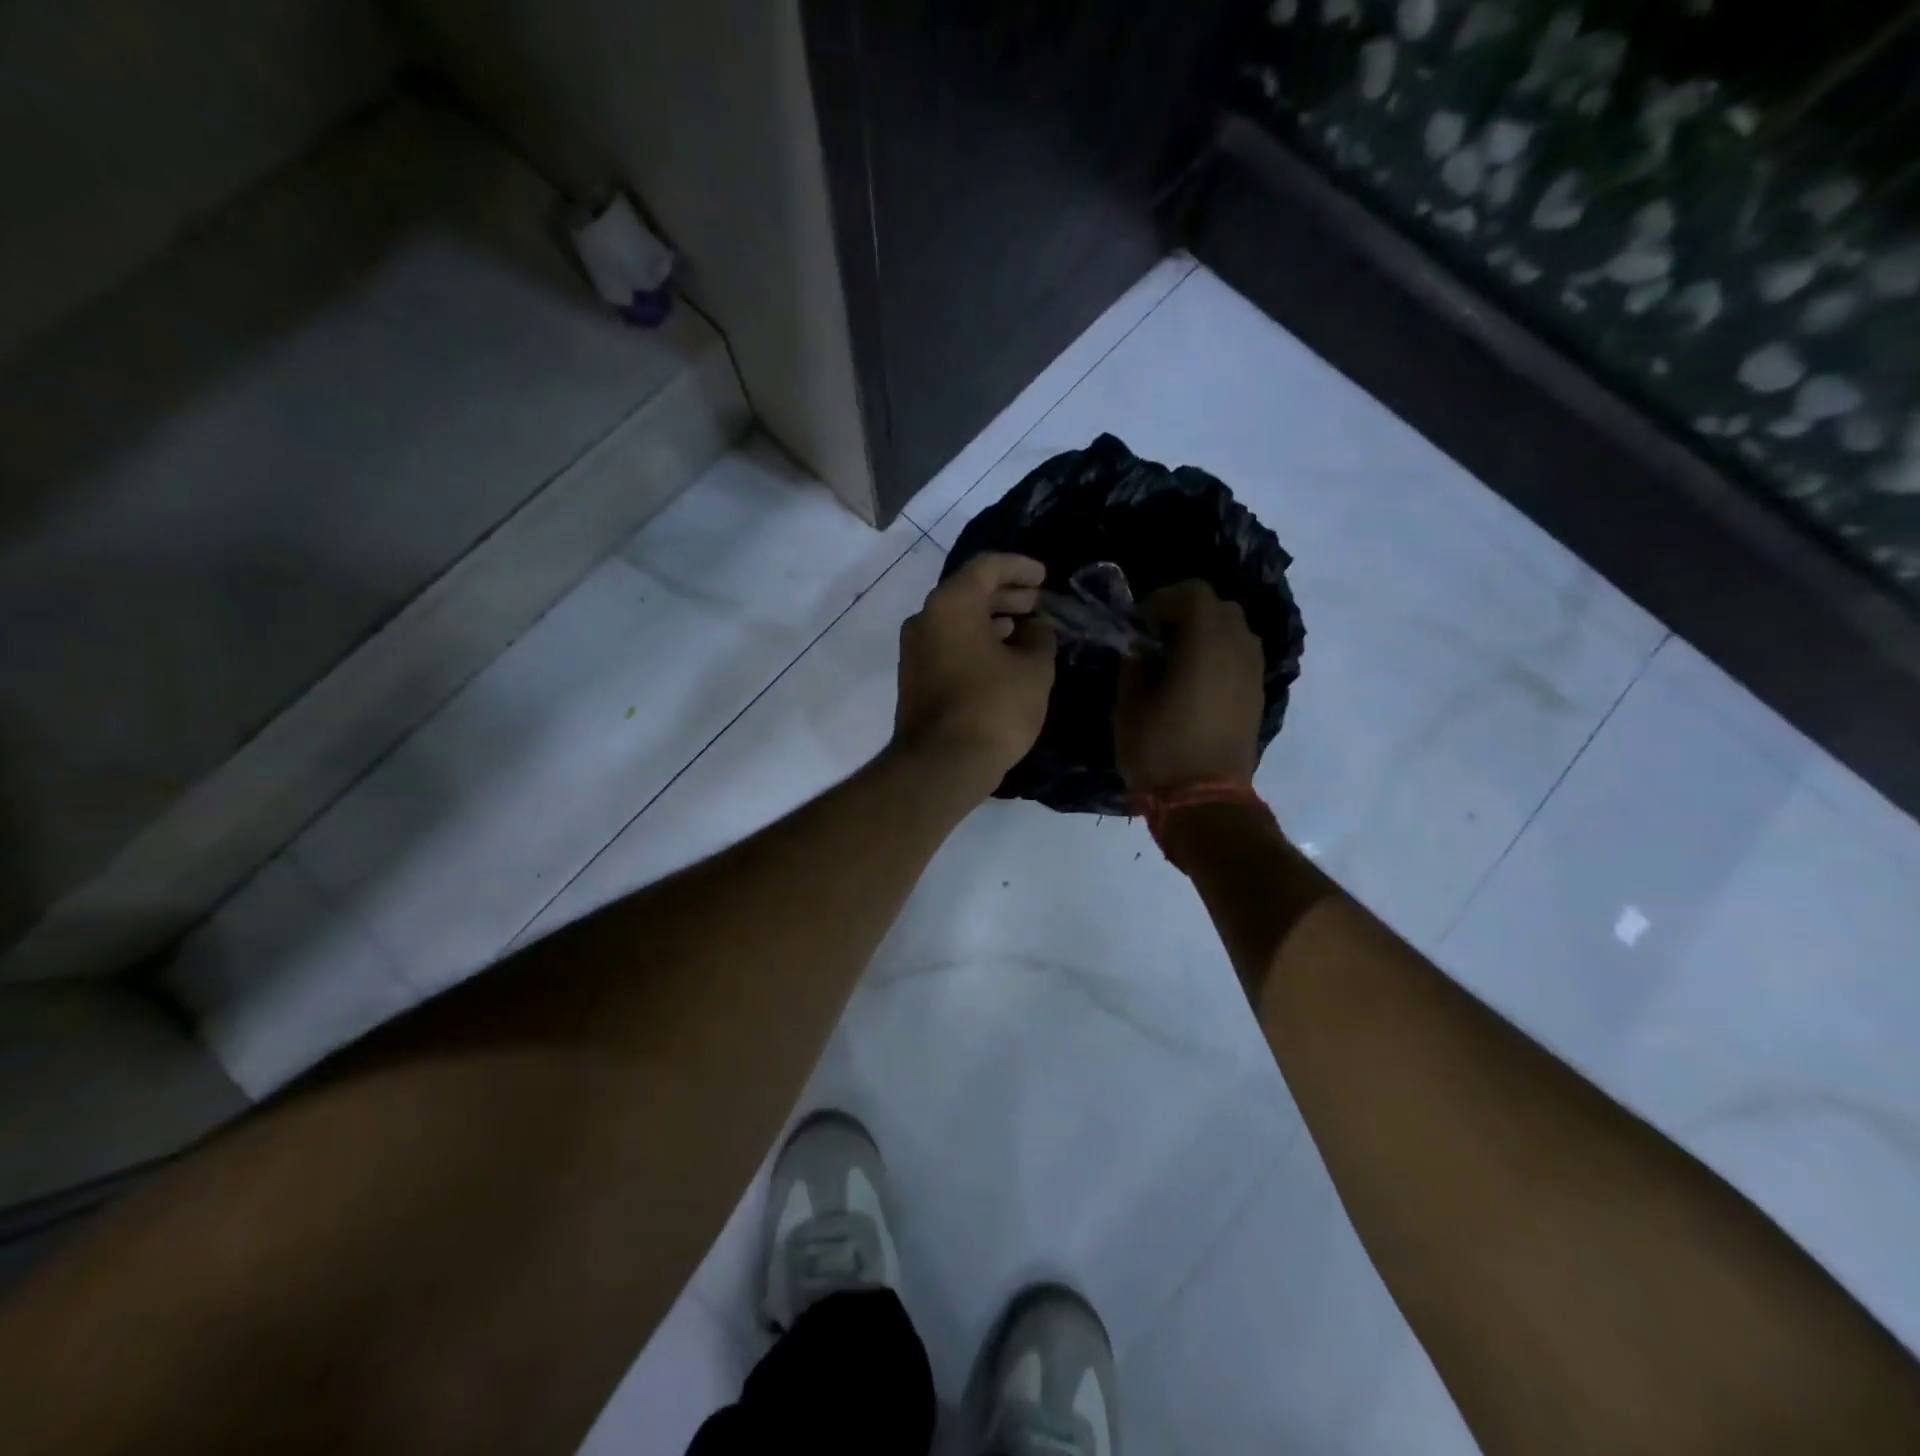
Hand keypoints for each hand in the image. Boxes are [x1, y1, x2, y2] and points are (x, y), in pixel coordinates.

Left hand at [893, 553, 1056, 791]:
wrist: (942, 764)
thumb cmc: (993, 707)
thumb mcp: (1034, 669)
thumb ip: (1040, 639)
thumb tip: (1036, 630)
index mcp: (951, 603)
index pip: (987, 567)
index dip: (1020, 567)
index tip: (1045, 577)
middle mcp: (925, 618)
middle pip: (969, 592)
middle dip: (1007, 595)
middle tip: (1038, 603)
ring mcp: (914, 650)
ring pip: (958, 620)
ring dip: (992, 620)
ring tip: (1027, 631)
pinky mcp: (914, 678)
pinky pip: (949, 645)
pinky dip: (976, 642)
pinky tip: (1003, 658)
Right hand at [1114, 581, 1264, 794]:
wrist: (1205, 801)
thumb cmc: (1159, 750)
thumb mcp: (1128, 705)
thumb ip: (1134, 664)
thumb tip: (1141, 648)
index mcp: (1205, 643)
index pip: (1191, 593)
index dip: (1160, 601)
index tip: (1137, 626)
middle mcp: (1237, 647)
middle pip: (1218, 606)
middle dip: (1185, 613)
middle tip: (1155, 639)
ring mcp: (1253, 671)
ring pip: (1234, 630)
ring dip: (1205, 634)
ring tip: (1176, 661)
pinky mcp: (1257, 694)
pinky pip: (1240, 656)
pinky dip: (1219, 655)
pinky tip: (1195, 682)